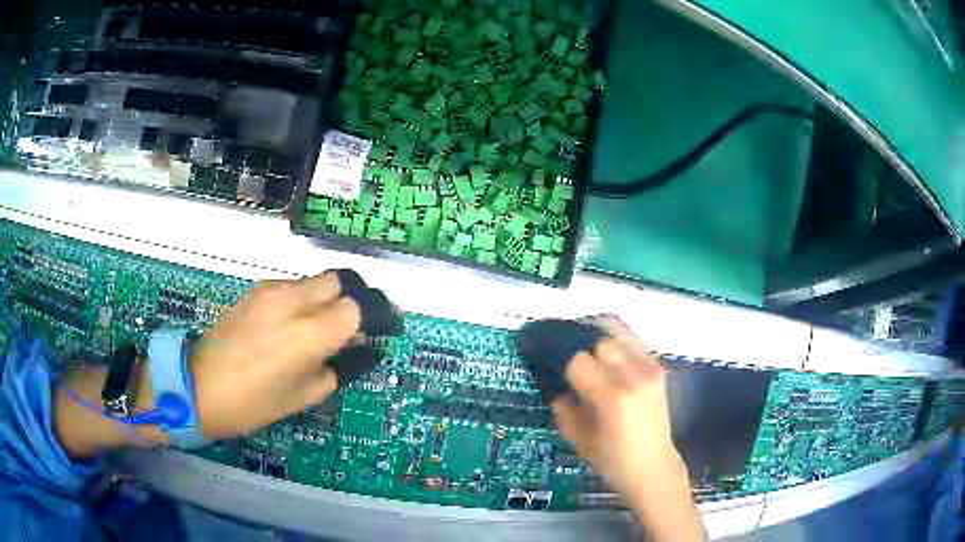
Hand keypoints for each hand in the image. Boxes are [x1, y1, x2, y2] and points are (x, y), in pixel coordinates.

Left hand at [190, 271, 360, 440]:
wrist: (198, 386)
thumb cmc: (253, 404)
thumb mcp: (303, 396)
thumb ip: (336, 368)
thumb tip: (355, 348)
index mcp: (308, 334)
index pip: (356, 307)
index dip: (370, 320)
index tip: (374, 334)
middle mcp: (292, 301)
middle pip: (338, 281)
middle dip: (349, 301)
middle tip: (347, 328)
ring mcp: (270, 291)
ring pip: (313, 281)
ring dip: (324, 301)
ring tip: (315, 330)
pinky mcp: (254, 291)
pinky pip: (290, 286)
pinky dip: (301, 301)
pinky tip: (289, 326)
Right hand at [551, 316, 703, 540]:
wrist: (653, 467)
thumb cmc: (613, 460)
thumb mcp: (579, 438)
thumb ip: (564, 408)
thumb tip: (556, 385)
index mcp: (612, 395)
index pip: (578, 360)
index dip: (563, 363)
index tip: (554, 369)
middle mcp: (634, 374)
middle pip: (599, 340)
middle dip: (582, 349)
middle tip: (571, 361)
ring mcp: (650, 368)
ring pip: (619, 332)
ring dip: (599, 338)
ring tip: (587, 349)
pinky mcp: (659, 369)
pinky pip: (634, 341)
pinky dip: (618, 341)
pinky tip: (608, 354)